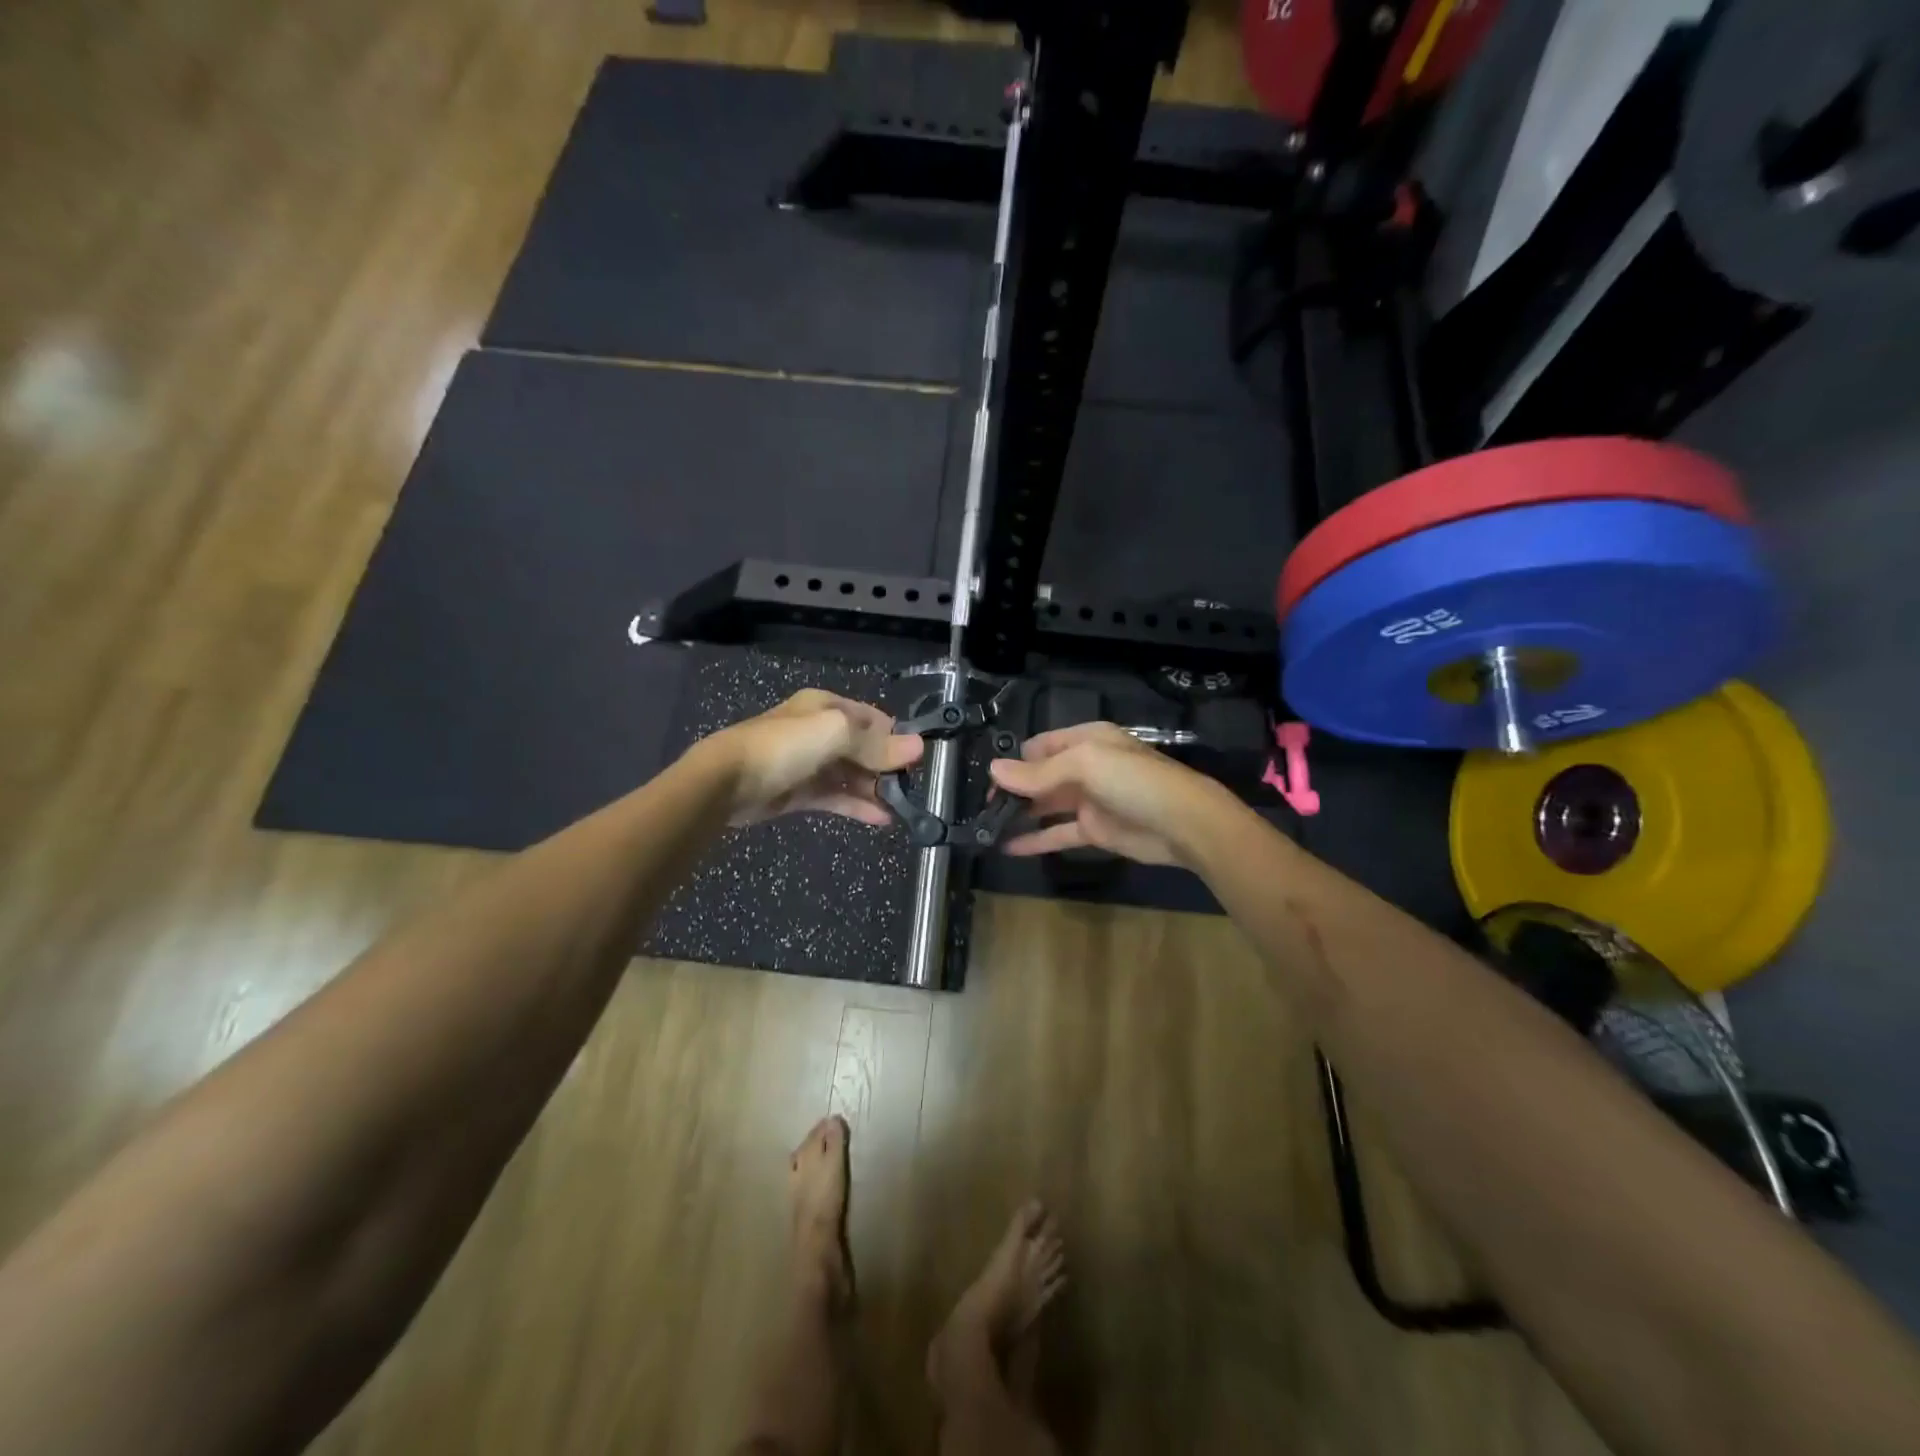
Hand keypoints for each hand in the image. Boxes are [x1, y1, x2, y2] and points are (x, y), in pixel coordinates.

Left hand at [696, 690, 923, 826]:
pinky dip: (857, 806)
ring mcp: (808, 763)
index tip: (918, 760)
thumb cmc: (785, 747)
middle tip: (912, 787)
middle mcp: (819, 731)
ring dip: (874, 789)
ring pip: (850, 774)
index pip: (872, 718)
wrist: (727, 781)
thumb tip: (918, 747)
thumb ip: (877, 744)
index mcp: (827, 706)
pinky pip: (835, 797)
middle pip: (862, 747)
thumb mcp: (837, 735)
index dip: (896, 737)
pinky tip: (881, 819)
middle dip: (887, 766)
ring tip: (901, 807)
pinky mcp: (799, 792)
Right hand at [988, 722, 1228, 865]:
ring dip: (1020, 815)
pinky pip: (1057, 833)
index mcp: (1085, 741)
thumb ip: (1038, 772)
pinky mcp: (1094, 831)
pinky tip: (1007, 848)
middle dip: (1012, 790)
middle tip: (981, 809)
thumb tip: (994, 770)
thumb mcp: (1085, 764)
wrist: (1184, 823)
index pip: (1039, 747)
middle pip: (1039, 777)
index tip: (986, 781)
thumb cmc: (1134, 781)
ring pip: (1046, 805)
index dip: (1013, 762)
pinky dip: (1034, 839)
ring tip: (986, 828)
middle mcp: (1085, 767)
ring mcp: (1089, 800)